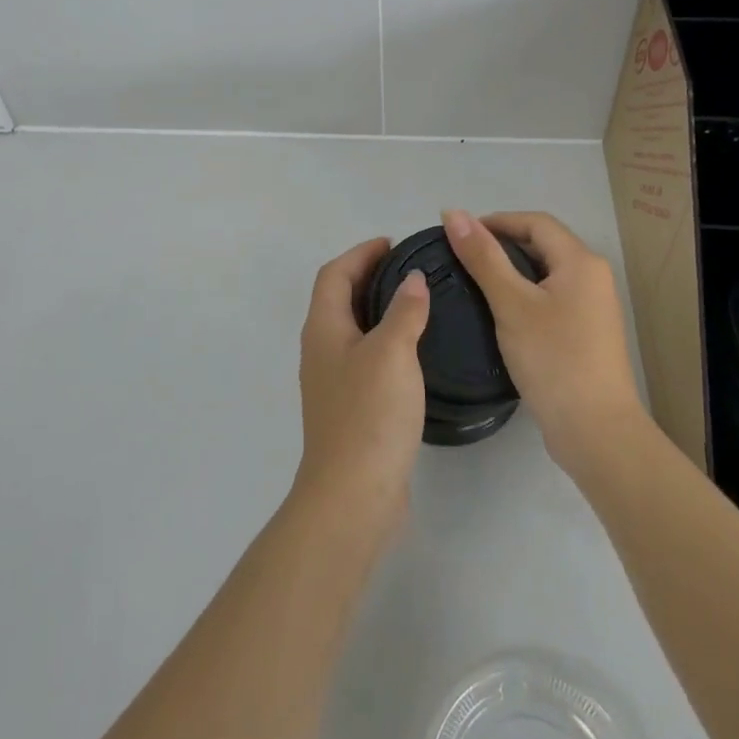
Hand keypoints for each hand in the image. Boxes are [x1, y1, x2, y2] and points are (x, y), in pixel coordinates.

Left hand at [292, 238, 430, 531]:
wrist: (353, 494)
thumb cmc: (369, 415)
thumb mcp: (392, 353)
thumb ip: (405, 311)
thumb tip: (413, 280)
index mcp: (324, 329)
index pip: (334, 274)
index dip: (360, 254)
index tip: (392, 244)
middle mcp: (321, 350)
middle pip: (339, 298)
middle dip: (369, 277)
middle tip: (409, 269)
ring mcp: (333, 381)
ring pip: (353, 329)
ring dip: (377, 308)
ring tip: (416, 302)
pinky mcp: (350, 407)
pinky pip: (365, 356)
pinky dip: (384, 340)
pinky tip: (413, 351)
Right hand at [442, 209, 647, 475]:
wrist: (594, 429)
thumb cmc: (552, 358)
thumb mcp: (511, 304)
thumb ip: (482, 257)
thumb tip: (453, 213)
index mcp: (581, 262)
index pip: (535, 222)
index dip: (496, 221)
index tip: (457, 235)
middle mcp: (592, 277)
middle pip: (543, 245)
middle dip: (502, 244)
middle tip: (461, 258)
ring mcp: (592, 307)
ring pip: (545, 273)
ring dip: (511, 271)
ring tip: (473, 282)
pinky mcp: (586, 333)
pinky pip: (551, 298)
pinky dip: (523, 295)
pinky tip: (499, 313)